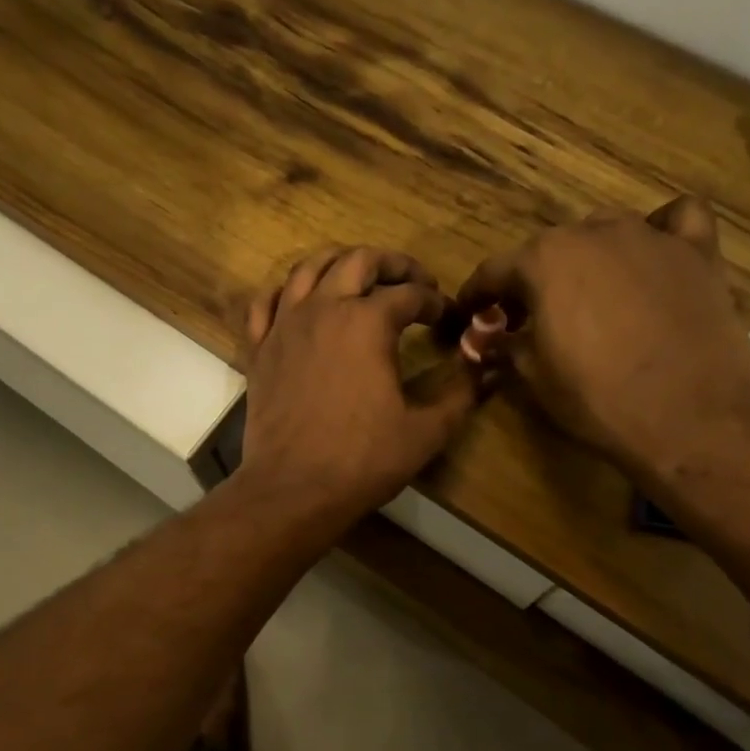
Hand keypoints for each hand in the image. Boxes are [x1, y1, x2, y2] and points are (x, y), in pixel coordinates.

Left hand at [236, 246, 479, 528]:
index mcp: (367, 322)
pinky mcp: (259, 349)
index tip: (446, 317)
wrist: (293, 489)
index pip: (410, 293)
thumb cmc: (363, 460)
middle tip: (412, 281)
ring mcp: (284, 326)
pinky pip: (265, 303)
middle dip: (392, 264)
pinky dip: (286, 293)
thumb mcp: (427, 430)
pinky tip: (300, 303)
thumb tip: (490, 366)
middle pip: (358, 261)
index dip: (434, 301)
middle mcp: (323, 308)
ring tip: (360, 278)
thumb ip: (462, 392)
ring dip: (340, 263)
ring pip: (308, 268)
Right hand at [455, 198, 749, 480]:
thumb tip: (484, 340)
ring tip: (590, 294)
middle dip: (532, 281)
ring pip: (605, 230)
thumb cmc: (598, 399)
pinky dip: (661, 230)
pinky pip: (676, 220)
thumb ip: (503, 347)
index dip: (477, 295)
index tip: (470, 313)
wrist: (690, 418)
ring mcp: (650, 236)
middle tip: (529, 319)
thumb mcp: (534, 378)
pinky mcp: (697, 252)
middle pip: (549, 249)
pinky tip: (656, 255)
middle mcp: (593, 233)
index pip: (495, 271)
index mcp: (544, 261)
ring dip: (588, 256)